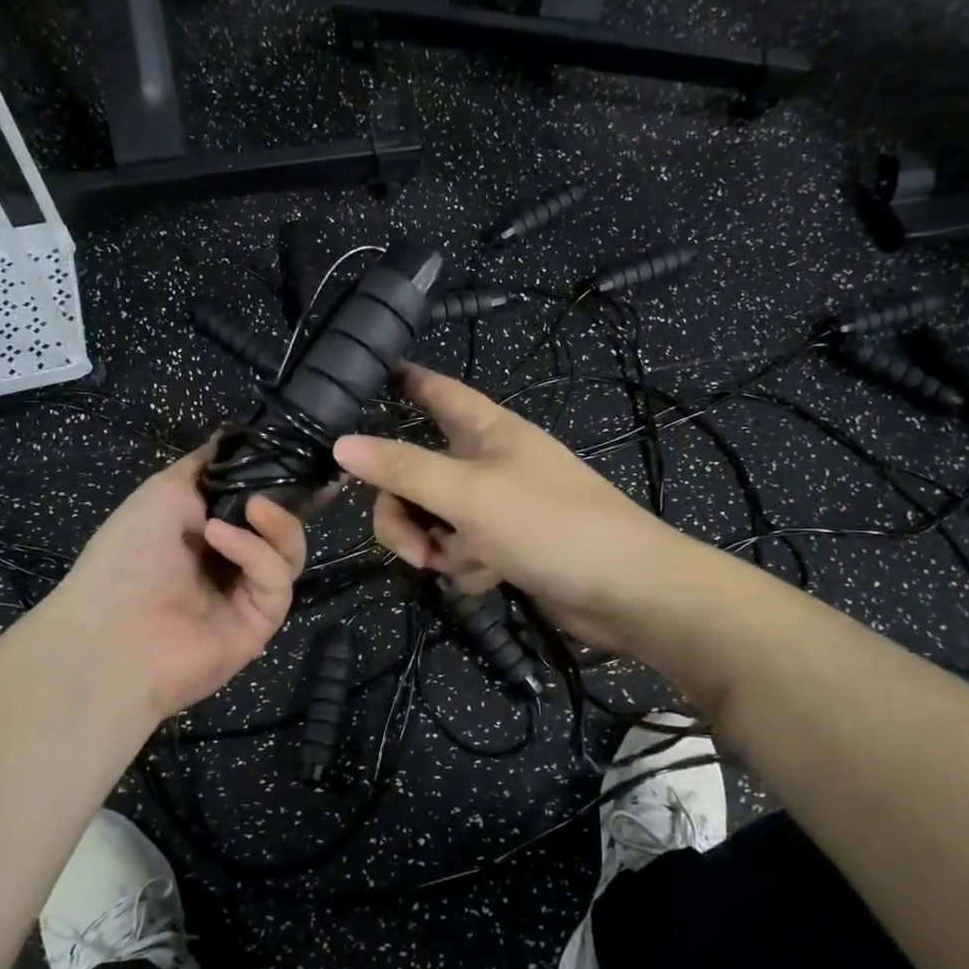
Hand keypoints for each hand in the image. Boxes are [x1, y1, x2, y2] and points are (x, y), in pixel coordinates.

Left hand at [37, 443, 306, 721]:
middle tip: (284, 481)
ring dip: (276, 523)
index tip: (298, 453)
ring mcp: (247, 592)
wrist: (110, 634)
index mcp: (205, 528)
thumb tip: (232, 436)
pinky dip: (256, 553)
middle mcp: (230, 559)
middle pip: (282, 525)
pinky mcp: (262, 620)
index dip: (276, 478)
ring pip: (289, 550)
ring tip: (253, 508)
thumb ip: (206, 465)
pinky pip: (276, 579)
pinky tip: (222, 538)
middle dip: (286, 500)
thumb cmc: (128, 554)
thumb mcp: (163, 491)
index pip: (256, 499)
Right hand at [333, 364, 687, 657]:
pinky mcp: (508, 547)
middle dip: (405, 512)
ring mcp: (499, 507)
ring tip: (463, 565)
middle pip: (417, 472)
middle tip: (413, 545)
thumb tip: (341, 444)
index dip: (407, 382)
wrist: (626, 592)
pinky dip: (467, 567)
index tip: (371, 377)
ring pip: (434, 518)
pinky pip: (462, 550)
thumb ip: (404, 469)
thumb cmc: (551, 525)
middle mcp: (489, 463)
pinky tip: (491, 579)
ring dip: (438, 548)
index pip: (438, 392)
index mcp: (488, 431)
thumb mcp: (469, 494)